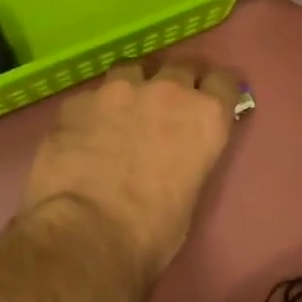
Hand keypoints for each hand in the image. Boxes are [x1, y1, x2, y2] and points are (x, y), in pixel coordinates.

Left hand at [22, 58, 242, 278]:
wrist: (86, 233)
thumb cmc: (151, 231)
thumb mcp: (189, 194)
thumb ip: (187, 160)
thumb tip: (173, 158)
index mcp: (205, 117)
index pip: (224, 82)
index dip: (216, 92)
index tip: (209, 103)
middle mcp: (167, 91)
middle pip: (179, 68)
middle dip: (175, 85)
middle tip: (164, 110)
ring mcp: (118, 90)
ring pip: (131, 72)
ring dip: (132, 89)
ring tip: (120, 115)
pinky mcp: (77, 101)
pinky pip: (91, 97)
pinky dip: (92, 111)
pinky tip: (82, 135)